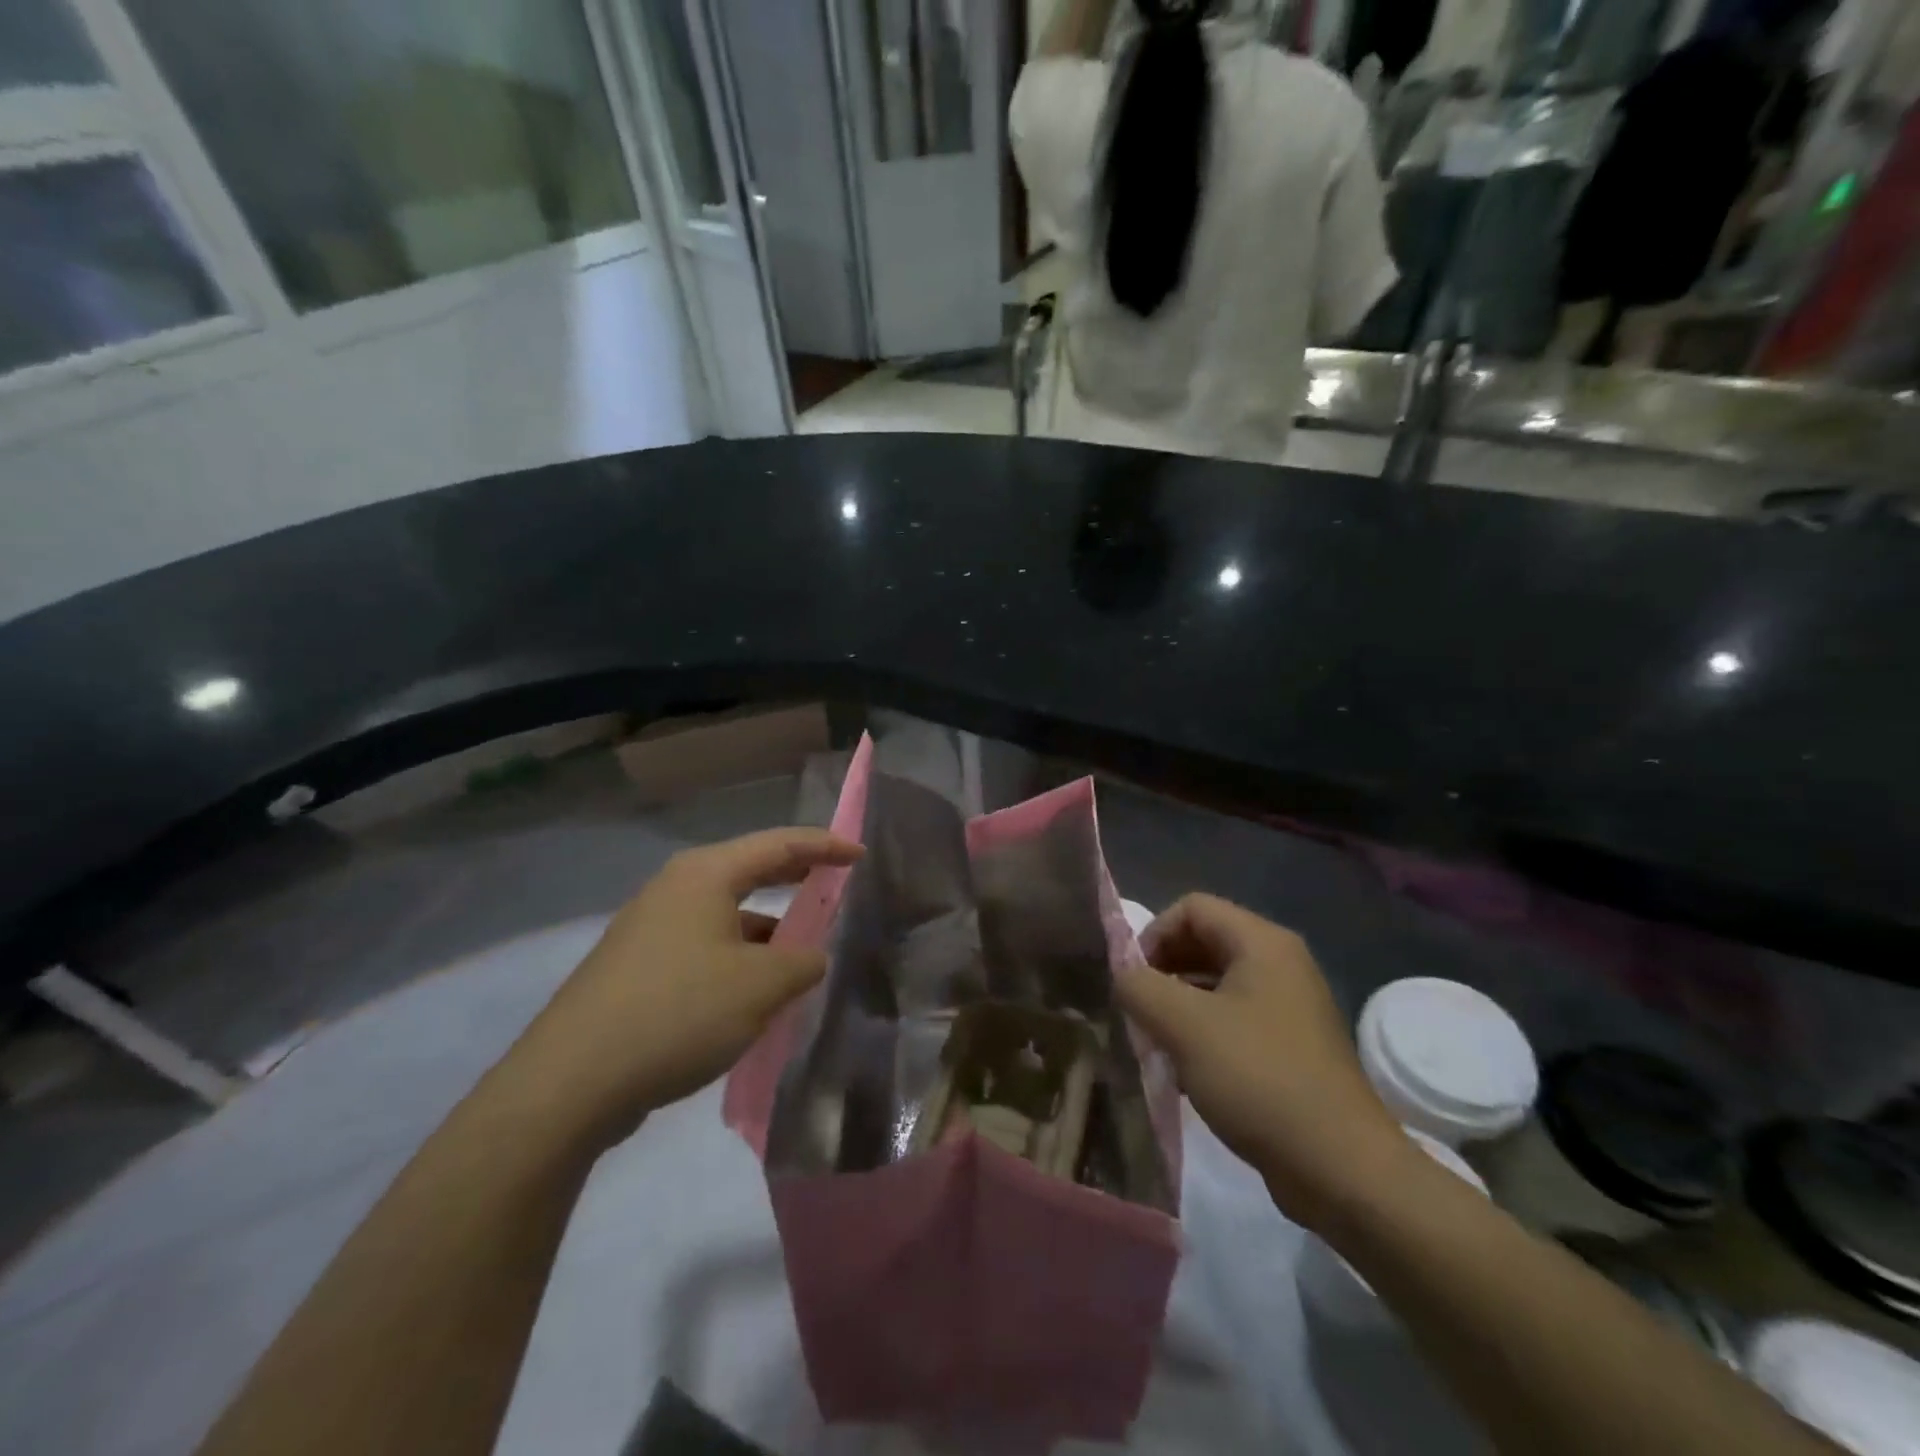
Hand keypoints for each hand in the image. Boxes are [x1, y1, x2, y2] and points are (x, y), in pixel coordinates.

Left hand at [502, 828, 861, 1147]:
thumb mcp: (760, 986)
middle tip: (836, 884)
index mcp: (705, 875)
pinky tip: (754, 994)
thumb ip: (802, 961)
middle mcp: (676, 889)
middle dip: (795, 878)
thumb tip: (811, 956)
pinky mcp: (638, 967)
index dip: (824, 846)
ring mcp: (651, 928)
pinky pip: (705, 947)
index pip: (779, 844)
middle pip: (749, 870)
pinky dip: (739, 958)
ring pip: (726, 915)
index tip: (860, 855)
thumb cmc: (678, 1012)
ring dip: (767, 928)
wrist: (570, 1082)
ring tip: (803, 954)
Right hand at [1115, 894, 1409, 1229]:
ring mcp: (1290, 1005)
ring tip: (1156, 1041)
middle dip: (1163, 970)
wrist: (1341, 1168)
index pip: (1192, 907)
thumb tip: (1122, 974)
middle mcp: (1281, 963)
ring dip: (1179, 1004)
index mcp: (1263, 943)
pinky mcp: (1292, 1045)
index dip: (1153, 934)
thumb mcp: (1183, 1026)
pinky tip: (1186, 1071)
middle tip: (1139, 1010)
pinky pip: (1235, 1018)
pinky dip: (1204, 1032)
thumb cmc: (1259, 1079)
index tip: (1133, 980)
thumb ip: (1139, 987)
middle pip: (1205, 941)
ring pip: (1217, 983)